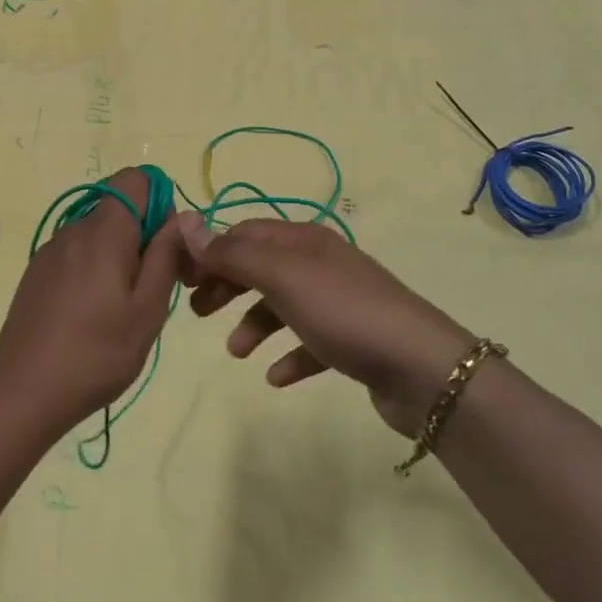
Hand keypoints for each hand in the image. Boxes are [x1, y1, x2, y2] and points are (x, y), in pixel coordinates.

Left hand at [0, 167, 183, 439]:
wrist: (23, 394)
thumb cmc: (96, 354)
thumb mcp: (148, 309)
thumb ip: (166, 256)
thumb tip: (181, 216)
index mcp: (104, 231)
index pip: (136, 178)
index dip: (161, 202)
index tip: (168, 248)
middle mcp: (73, 229)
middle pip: (119, 205)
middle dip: (145, 233)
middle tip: (156, 286)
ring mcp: (50, 251)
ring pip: (98, 231)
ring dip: (120, 253)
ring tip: (124, 307)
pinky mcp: (36, 273)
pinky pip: (77, 252)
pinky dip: (96, 267)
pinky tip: (93, 314)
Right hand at [178, 216, 476, 436]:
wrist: (420, 366)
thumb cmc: (343, 312)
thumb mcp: (282, 277)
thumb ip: (232, 254)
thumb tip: (185, 223)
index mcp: (304, 241)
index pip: (245, 233)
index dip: (211, 251)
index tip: (181, 279)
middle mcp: (320, 263)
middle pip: (262, 266)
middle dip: (228, 285)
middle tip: (198, 311)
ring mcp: (338, 302)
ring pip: (283, 305)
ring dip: (254, 324)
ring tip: (238, 352)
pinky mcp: (352, 340)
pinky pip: (310, 342)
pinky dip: (290, 356)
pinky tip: (277, 378)